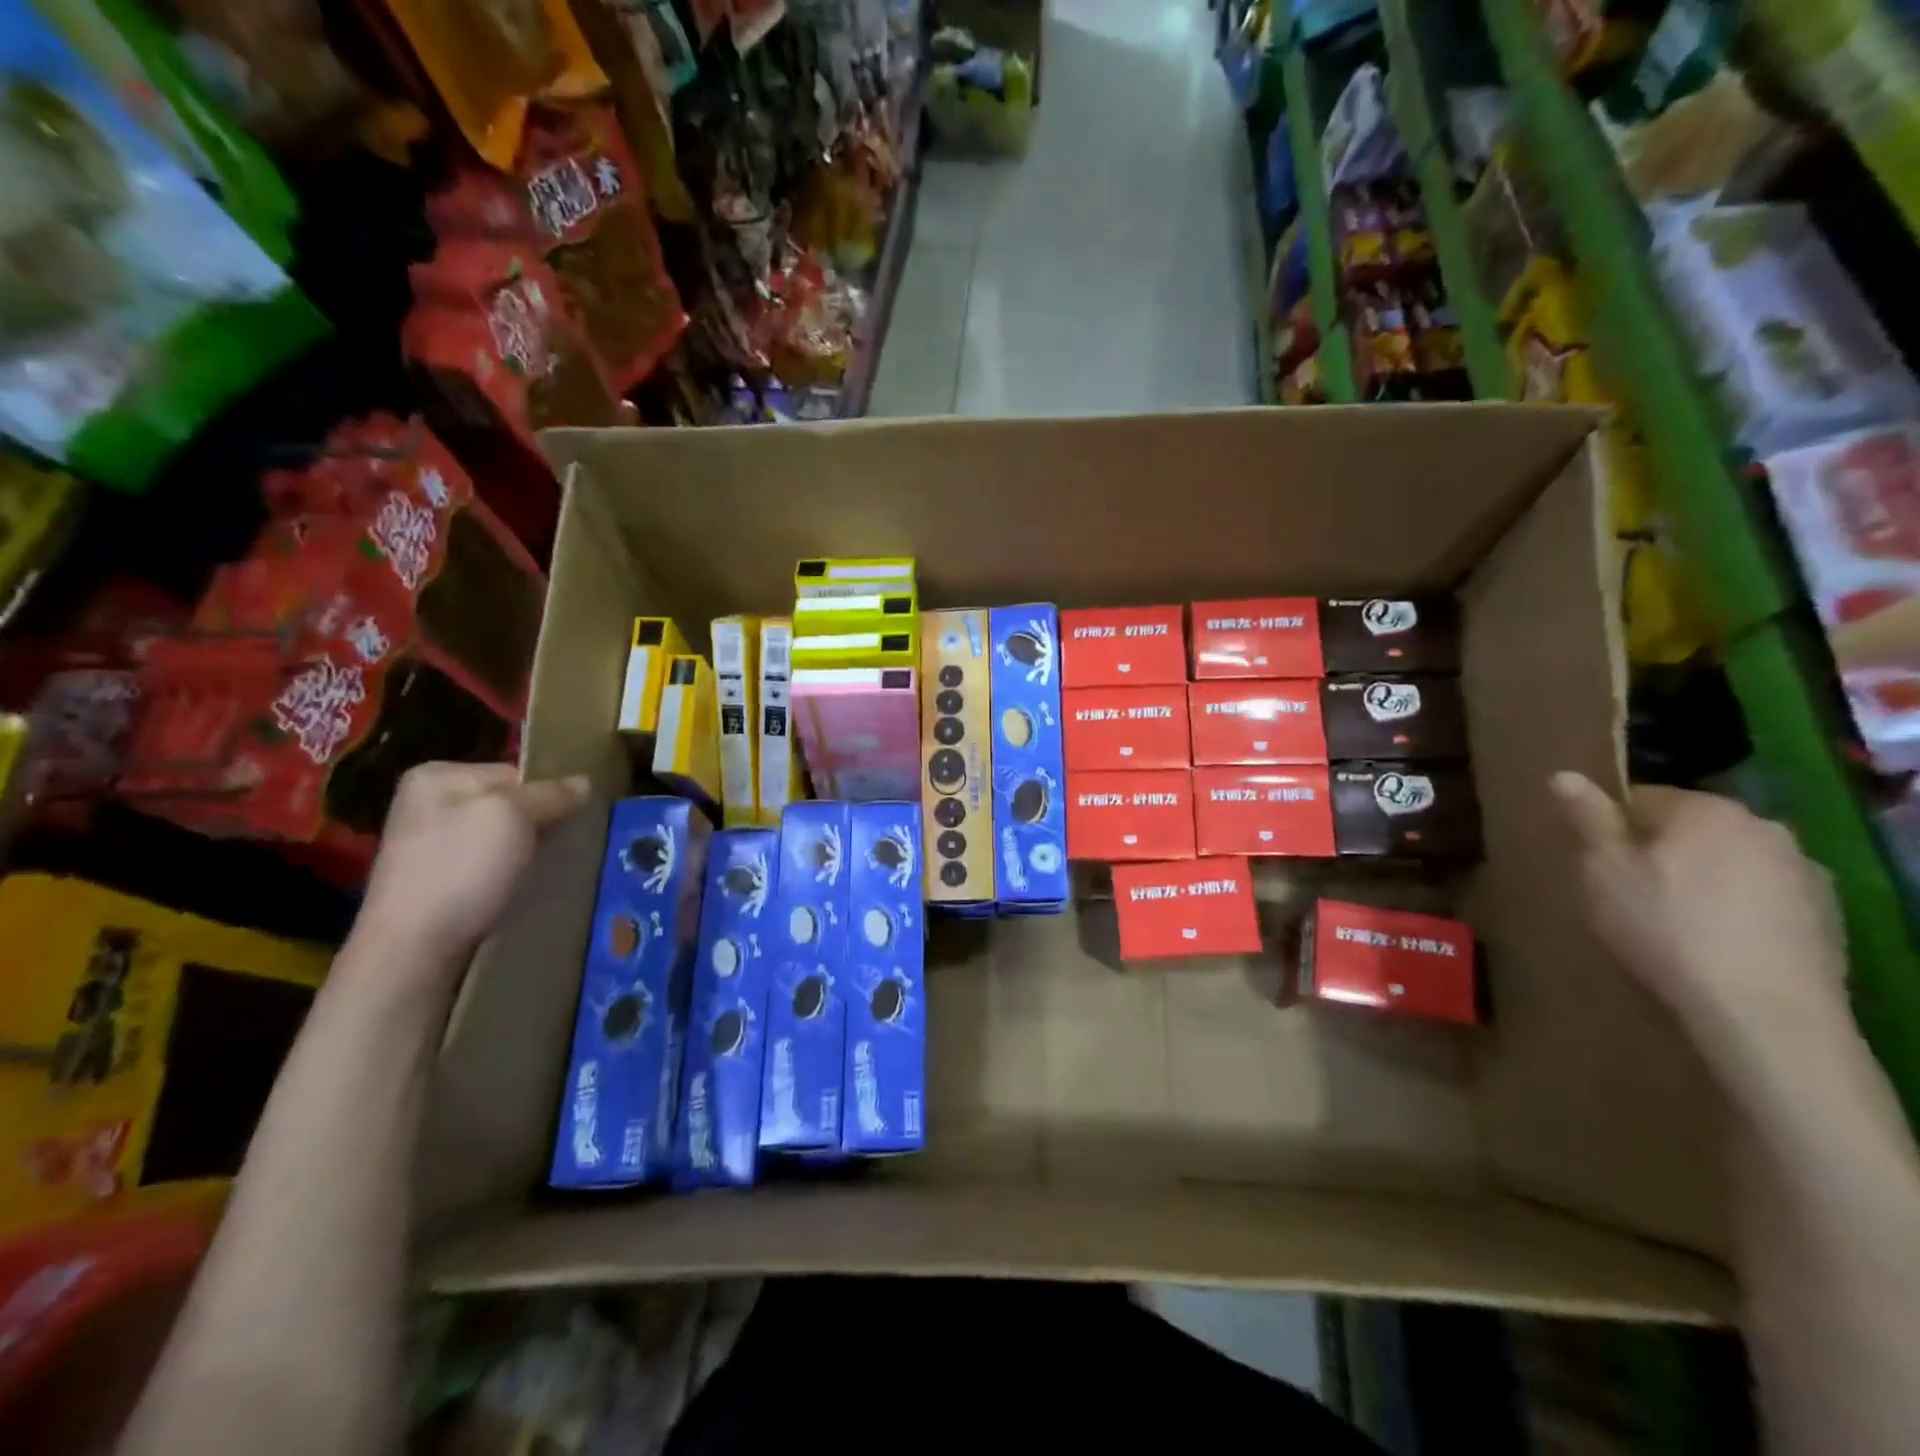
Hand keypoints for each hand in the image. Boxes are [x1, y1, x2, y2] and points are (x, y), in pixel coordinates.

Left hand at [354, 763, 589, 974]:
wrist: (414, 947)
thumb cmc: (462, 868)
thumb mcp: (514, 816)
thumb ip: (552, 794)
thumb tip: (584, 781)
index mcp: (437, 776)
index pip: (514, 773)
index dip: (545, 795)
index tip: (565, 822)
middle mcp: (426, 804)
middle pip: (507, 804)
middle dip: (536, 824)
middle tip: (559, 847)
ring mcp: (426, 844)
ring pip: (500, 837)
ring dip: (524, 852)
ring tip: (542, 870)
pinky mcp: (434, 881)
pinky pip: (486, 864)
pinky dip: (508, 873)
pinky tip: (518, 888)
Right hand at [1552, 772, 1850, 1069]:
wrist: (1763, 1011)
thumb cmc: (1664, 927)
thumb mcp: (1603, 870)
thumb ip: (1588, 819)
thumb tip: (1564, 774)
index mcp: (1706, 809)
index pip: (1643, 798)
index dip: (1612, 828)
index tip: (1598, 863)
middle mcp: (1763, 826)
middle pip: (1691, 829)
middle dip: (1661, 852)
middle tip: (1629, 894)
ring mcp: (1803, 872)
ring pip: (1730, 863)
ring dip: (1702, 880)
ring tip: (1674, 924)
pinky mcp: (1826, 916)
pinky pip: (1763, 898)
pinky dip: (1738, 910)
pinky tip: (1717, 944)